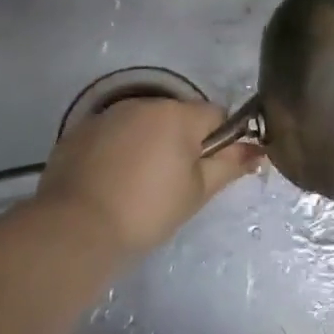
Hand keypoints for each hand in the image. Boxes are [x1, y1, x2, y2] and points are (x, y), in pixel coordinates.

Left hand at [32, 98, 261, 262]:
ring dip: (148, 144)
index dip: (218, 141)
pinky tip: (109, 182)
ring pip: (143, 124)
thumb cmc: (147, 210)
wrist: (75, 229)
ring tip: (137, 185)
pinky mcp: (79, 131)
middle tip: (173, 184)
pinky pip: (112, 134)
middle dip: (181, 142)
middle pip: (178, 117)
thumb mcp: (198, 192)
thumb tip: (258, 149)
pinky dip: (117, 151)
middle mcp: (145, 104)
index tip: (206, 171)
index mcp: (179, 115)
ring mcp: (109, 115)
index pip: (216, 114)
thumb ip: (230, 164)